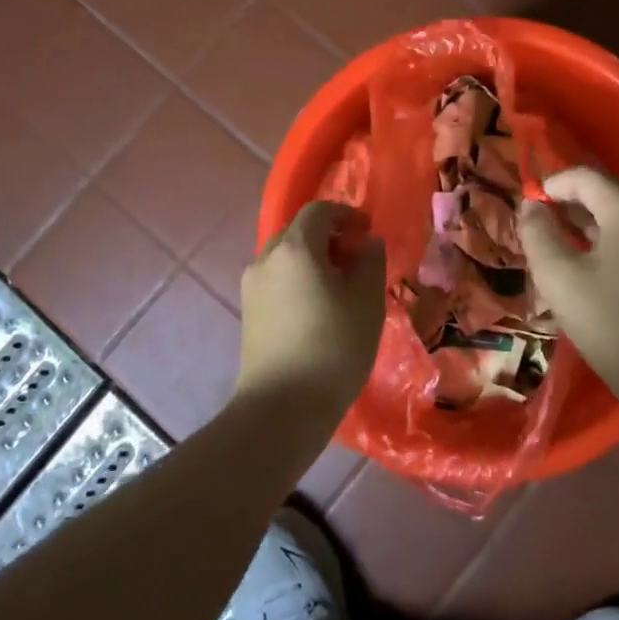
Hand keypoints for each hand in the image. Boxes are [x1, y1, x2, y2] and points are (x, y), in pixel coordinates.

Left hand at [236, 200, 386, 420]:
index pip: (319, 211)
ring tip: (340, 287)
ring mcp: (251, 287)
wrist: (282, 408)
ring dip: (312, 261)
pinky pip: (276, 282)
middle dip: (328, 238)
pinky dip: (298, 282)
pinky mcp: (248, 313)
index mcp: (294, 247)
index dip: (346, 214)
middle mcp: (266, 259)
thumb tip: (367, 243)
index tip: (368, 232)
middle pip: (298, 232)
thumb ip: (370, 262)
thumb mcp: (367, 301)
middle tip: (356, 260)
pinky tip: (318, 310)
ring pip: (285, 258)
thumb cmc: (333, 347)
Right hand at [518, 167, 618, 415]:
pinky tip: (587, 266)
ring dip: (585, 224)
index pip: (585, 176)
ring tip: (556, 245)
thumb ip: (538, 234)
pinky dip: (606, 241)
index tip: (528, 206)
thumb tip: (530, 206)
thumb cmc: (610, 323)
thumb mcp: (559, 278)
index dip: (552, 184)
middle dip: (568, 203)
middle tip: (538, 225)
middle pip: (606, 193)